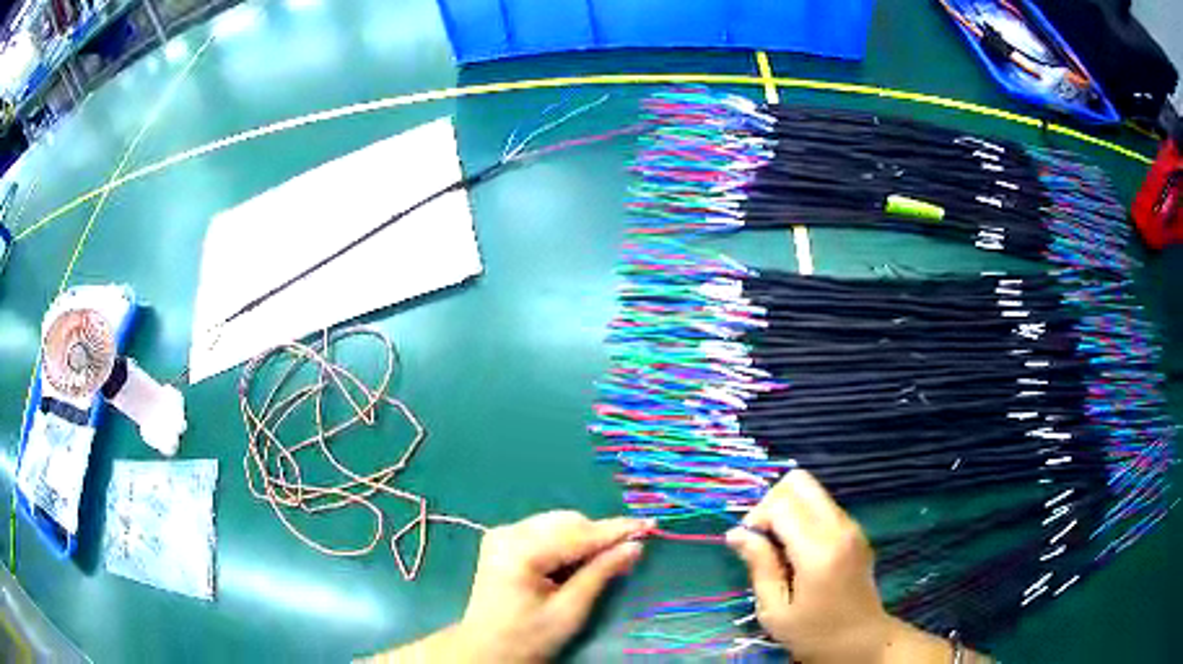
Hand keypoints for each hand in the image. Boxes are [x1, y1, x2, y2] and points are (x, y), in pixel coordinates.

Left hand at [453, 511, 650, 662]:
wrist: (486, 649)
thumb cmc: (528, 637)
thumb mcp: (570, 611)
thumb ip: (600, 574)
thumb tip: (634, 546)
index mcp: (521, 551)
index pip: (578, 534)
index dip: (616, 530)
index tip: (648, 525)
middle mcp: (509, 532)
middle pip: (567, 521)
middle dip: (598, 536)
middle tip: (626, 552)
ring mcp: (503, 534)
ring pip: (558, 523)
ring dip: (583, 538)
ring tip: (600, 562)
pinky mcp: (502, 540)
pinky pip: (544, 530)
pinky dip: (565, 542)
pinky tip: (573, 563)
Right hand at [726, 470, 950, 662]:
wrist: (861, 641)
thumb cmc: (814, 633)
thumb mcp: (775, 610)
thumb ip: (760, 566)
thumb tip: (737, 533)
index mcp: (819, 550)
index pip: (781, 503)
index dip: (757, 516)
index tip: (748, 545)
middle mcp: (840, 528)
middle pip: (800, 482)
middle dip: (772, 501)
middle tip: (763, 537)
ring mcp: (852, 527)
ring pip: (812, 491)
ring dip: (789, 510)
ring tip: (779, 549)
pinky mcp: (856, 531)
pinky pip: (823, 507)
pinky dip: (804, 518)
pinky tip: (798, 552)